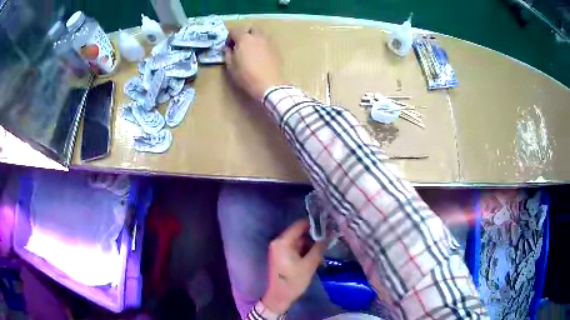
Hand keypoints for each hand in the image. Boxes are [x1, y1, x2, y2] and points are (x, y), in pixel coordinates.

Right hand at [224, 27, 284, 101]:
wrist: (269, 84)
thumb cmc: (246, 76)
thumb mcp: (231, 67)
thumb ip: (228, 54)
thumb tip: (228, 48)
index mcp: (244, 39)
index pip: (235, 30)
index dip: (230, 37)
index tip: (229, 46)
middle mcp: (257, 36)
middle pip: (251, 29)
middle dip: (245, 34)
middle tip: (241, 45)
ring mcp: (269, 42)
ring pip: (261, 34)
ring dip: (255, 38)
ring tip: (251, 50)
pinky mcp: (276, 49)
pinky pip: (267, 42)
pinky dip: (263, 45)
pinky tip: (261, 56)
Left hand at [262, 219, 325, 313]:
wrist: (279, 297)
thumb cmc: (293, 281)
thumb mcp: (309, 264)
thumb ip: (319, 247)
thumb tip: (329, 234)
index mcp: (282, 242)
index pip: (299, 225)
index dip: (314, 224)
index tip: (328, 224)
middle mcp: (278, 242)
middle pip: (298, 233)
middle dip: (313, 235)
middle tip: (329, 237)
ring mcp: (279, 249)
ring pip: (298, 241)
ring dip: (310, 243)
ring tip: (325, 245)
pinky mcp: (281, 256)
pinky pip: (295, 248)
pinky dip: (304, 249)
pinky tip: (315, 253)